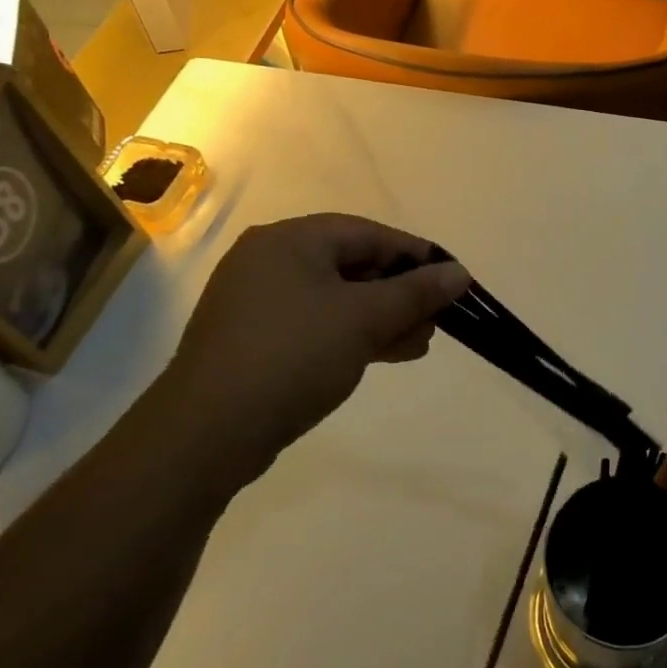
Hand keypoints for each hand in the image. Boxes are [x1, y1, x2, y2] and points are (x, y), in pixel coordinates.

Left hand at [147, 215, 468, 494]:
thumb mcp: (364, 319)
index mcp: (290, 240)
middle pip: (353, 265)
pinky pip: (317, 325)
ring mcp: (259, 303)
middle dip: (401, 293)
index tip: (451, 279)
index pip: (368, 233)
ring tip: (420, 343)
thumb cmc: (292, 355)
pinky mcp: (256, 341)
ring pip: (337, 300)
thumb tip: (460, 272)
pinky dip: (353, 335)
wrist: (207, 433)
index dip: (415, 255)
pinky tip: (385, 354)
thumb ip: (416, 292)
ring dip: (382, 318)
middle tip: (437, 319)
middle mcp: (270, 262)